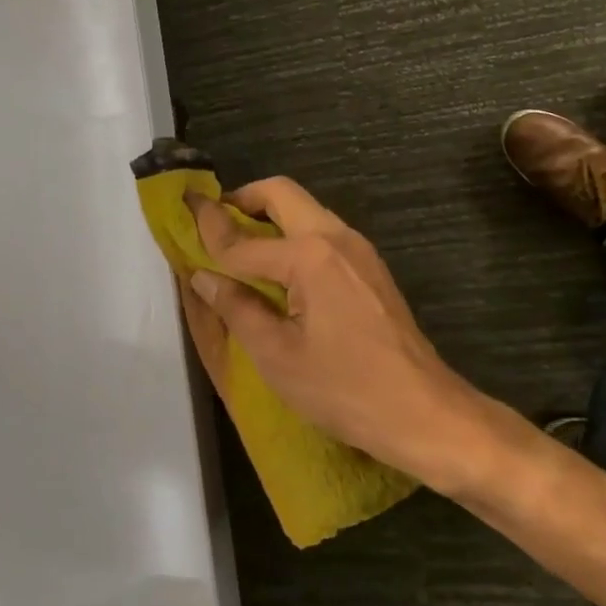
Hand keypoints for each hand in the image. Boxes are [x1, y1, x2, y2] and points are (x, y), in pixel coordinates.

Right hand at [184, 178, 488, 486]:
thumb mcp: (277, 355)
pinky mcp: (371, 267)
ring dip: (269, 218)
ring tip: (238, 248)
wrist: (423, 411)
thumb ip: (237, 307)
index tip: (182, 207)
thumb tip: (203, 276)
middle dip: (243, 200)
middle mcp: (336, 237)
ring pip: (305, 211)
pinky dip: (292, 238)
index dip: (208, 228)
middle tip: (213, 222)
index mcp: (310, 255)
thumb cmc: (344, 389)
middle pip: (282, 195)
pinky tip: (277, 271)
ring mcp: (359, 250)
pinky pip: (322, 235)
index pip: (243, 239)